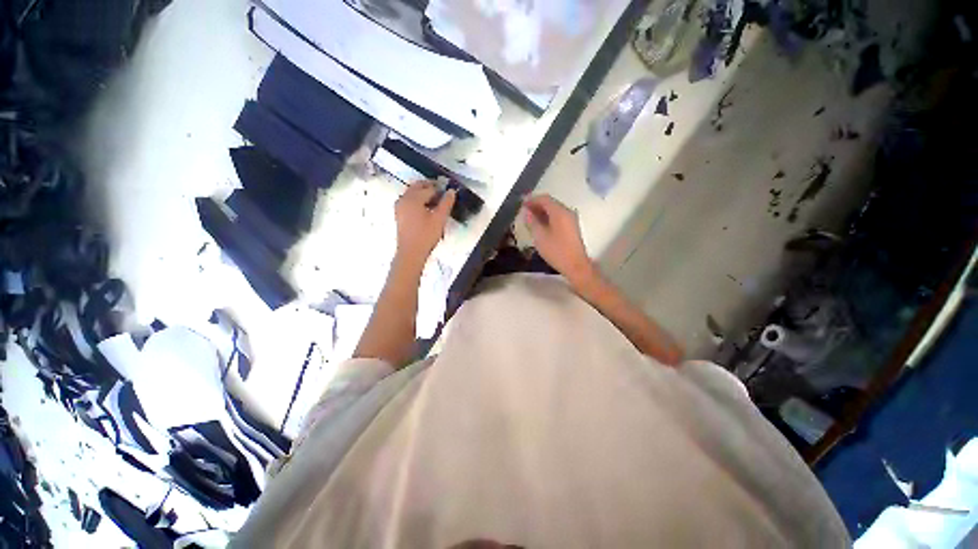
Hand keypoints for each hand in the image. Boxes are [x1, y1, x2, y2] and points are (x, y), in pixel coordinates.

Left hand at [394, 182, 455, 268]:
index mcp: (413, 198)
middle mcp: (403, 199)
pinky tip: (427, 209)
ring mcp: (399, 206)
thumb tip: (451, 191)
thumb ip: (446, 203)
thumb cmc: (426, 235)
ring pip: (412, 193)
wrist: (411, 253)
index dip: (440, 189)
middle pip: (417, 187)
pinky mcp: (399, 214)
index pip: (429, 188)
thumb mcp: (439, 219)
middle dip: (430, 187)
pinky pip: (409, 201)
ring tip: (437, 201)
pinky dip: (418, 200)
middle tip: (443, 192)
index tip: (449, 192)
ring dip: (424, 193)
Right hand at [522, 194, 594, 284]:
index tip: (521, 204)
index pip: (544, 198)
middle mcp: (567, 212)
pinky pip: (558, 217)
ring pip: (554, 210)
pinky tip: (540, 226)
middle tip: (523, 211)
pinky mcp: (572, 227)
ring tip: (529, 219)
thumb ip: (532, 221)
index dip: (532, 199)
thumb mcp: (539, 236)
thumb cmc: (556, 251)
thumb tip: (526, 212)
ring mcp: (571, 219)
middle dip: (536, 205)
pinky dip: (548, 218)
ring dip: (542, 212)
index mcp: (560, 212)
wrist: (575, 265)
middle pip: (550, 203)